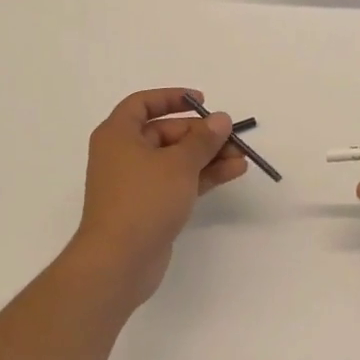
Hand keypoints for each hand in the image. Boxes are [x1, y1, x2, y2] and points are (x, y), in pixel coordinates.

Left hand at [71, 88, 247, 306]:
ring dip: (207, 156)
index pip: (142, 104)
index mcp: (118, 135)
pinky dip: (202, 176)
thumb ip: (203, 139)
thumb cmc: (143, 200)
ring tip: (241, 157)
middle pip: (165, 132)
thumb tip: (221, 119)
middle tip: (232, 137)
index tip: (201, 101)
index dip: (171, 98)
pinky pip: (178, 181)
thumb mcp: (178, 164)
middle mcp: (123, 154)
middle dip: (201, 134)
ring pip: (176, 159)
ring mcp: (136, 183)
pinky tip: (233, 172)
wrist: (118, 262)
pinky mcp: (149, 207)